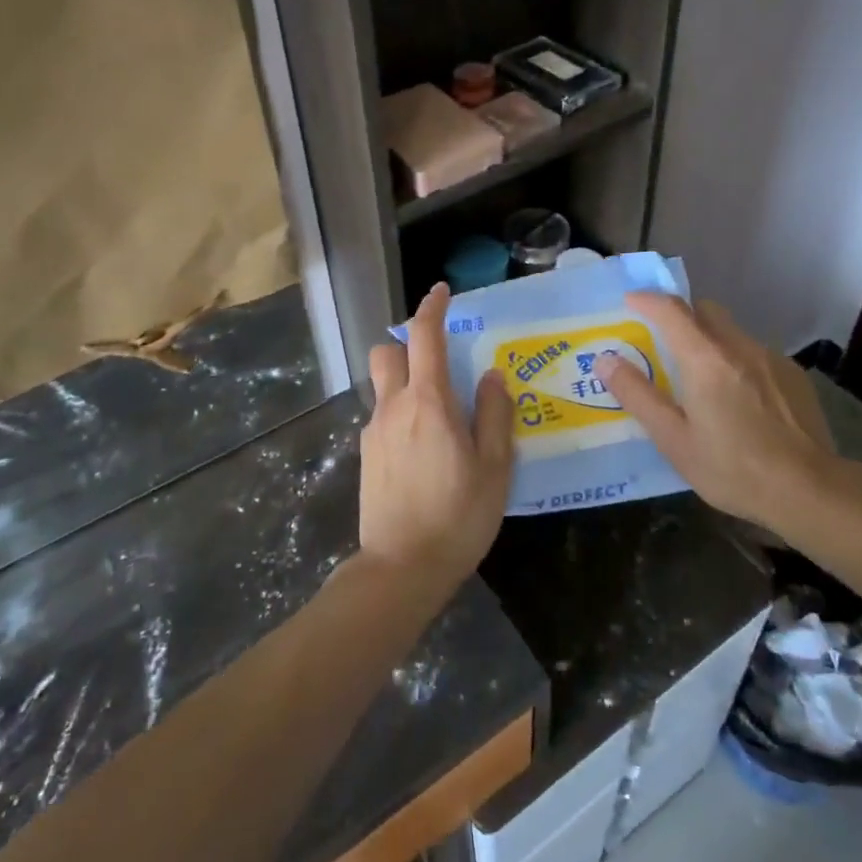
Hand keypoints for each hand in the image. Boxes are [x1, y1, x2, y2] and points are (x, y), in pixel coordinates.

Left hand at [359, 283, 514, 593]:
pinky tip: (422, 446)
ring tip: (435, 409)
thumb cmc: (457, 516)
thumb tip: (491, 375)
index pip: (424, 337)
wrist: (400, 569)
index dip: (432, 308)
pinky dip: (399, 412)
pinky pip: (382, 415)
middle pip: (387, 352)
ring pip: (382, 384)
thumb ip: (494, 414)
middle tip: (439, 360)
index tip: (442, 292)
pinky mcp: (366, 455)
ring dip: (403, 378)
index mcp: (429, 402)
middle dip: (408, 344)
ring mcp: (374, 431)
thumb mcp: (494, 467)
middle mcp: (394, 406)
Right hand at [597, 292, 836, 533]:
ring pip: (731, 332)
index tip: (630, 302)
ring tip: (701, 377)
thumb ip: (638, 395)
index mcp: (705, 358)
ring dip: (710, 340)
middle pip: (705, 310)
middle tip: (662, 341)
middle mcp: (739, 346)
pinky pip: (754, 353)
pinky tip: (739, 398)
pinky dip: (736, 361)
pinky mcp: (793, 375)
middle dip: (681, 315)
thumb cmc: (733, 468)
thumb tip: (606, 360)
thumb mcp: (674, 439)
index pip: (671, 309)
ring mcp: (770, 358)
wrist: (811, 491)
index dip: (647, 300)